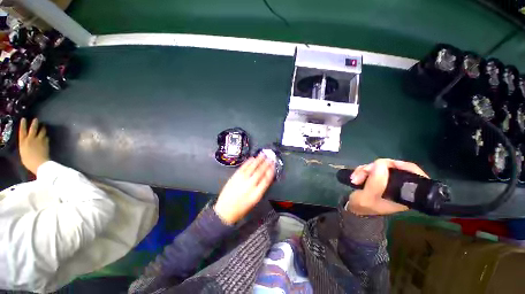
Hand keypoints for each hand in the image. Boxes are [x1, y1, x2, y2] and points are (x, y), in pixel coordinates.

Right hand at [19, 118, 49, 174]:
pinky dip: (46, 136)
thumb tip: (27, 143)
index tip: (24, 119)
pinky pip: (46, 137)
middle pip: (33, 128)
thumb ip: (25, 146)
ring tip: (43, 126)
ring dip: (43, 128)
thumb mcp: (23, 152)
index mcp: (23, 142)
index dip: (23, 124)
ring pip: (41, 131)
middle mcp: (31, 138)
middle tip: (36, 119)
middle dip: (34, 123)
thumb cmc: (28, 161)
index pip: (22, 130)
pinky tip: (46, 136)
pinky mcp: (46, 143)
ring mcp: (39, 140)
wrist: (39, 163)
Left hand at [214, 154, 275, 224]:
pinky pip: (243, 167)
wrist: (225, 211)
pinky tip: (251, 159)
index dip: (271, 171)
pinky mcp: (235, 177)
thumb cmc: (240, 208)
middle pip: (260, 172)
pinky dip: (248, 162)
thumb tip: (265, 179)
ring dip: (258, 160)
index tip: (273, 166)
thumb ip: (260, 189)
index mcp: (256, 193)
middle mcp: (250, 185)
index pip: (266, 180)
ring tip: (262, 155)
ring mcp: (241, 180)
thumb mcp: (254, 201)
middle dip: (266, 164)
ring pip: (252, 168)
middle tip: (270, 158)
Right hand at [346, 159, 428, 215]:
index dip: (404, 166)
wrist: (354, 209)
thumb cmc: (363, 207)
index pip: (414, 175)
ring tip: (355, 178)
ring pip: (380, 166)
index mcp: (404, 194)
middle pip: (393, 167)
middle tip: (362, 172)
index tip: (388, 164)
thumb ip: (375, 183)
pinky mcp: (379, 178)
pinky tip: (355, 176)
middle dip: (374, 167)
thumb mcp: (367, 197)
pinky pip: (373, 167)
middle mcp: (399, 186)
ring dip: (365, 169)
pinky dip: (363, 170)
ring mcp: (388, 181)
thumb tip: (380, 165)